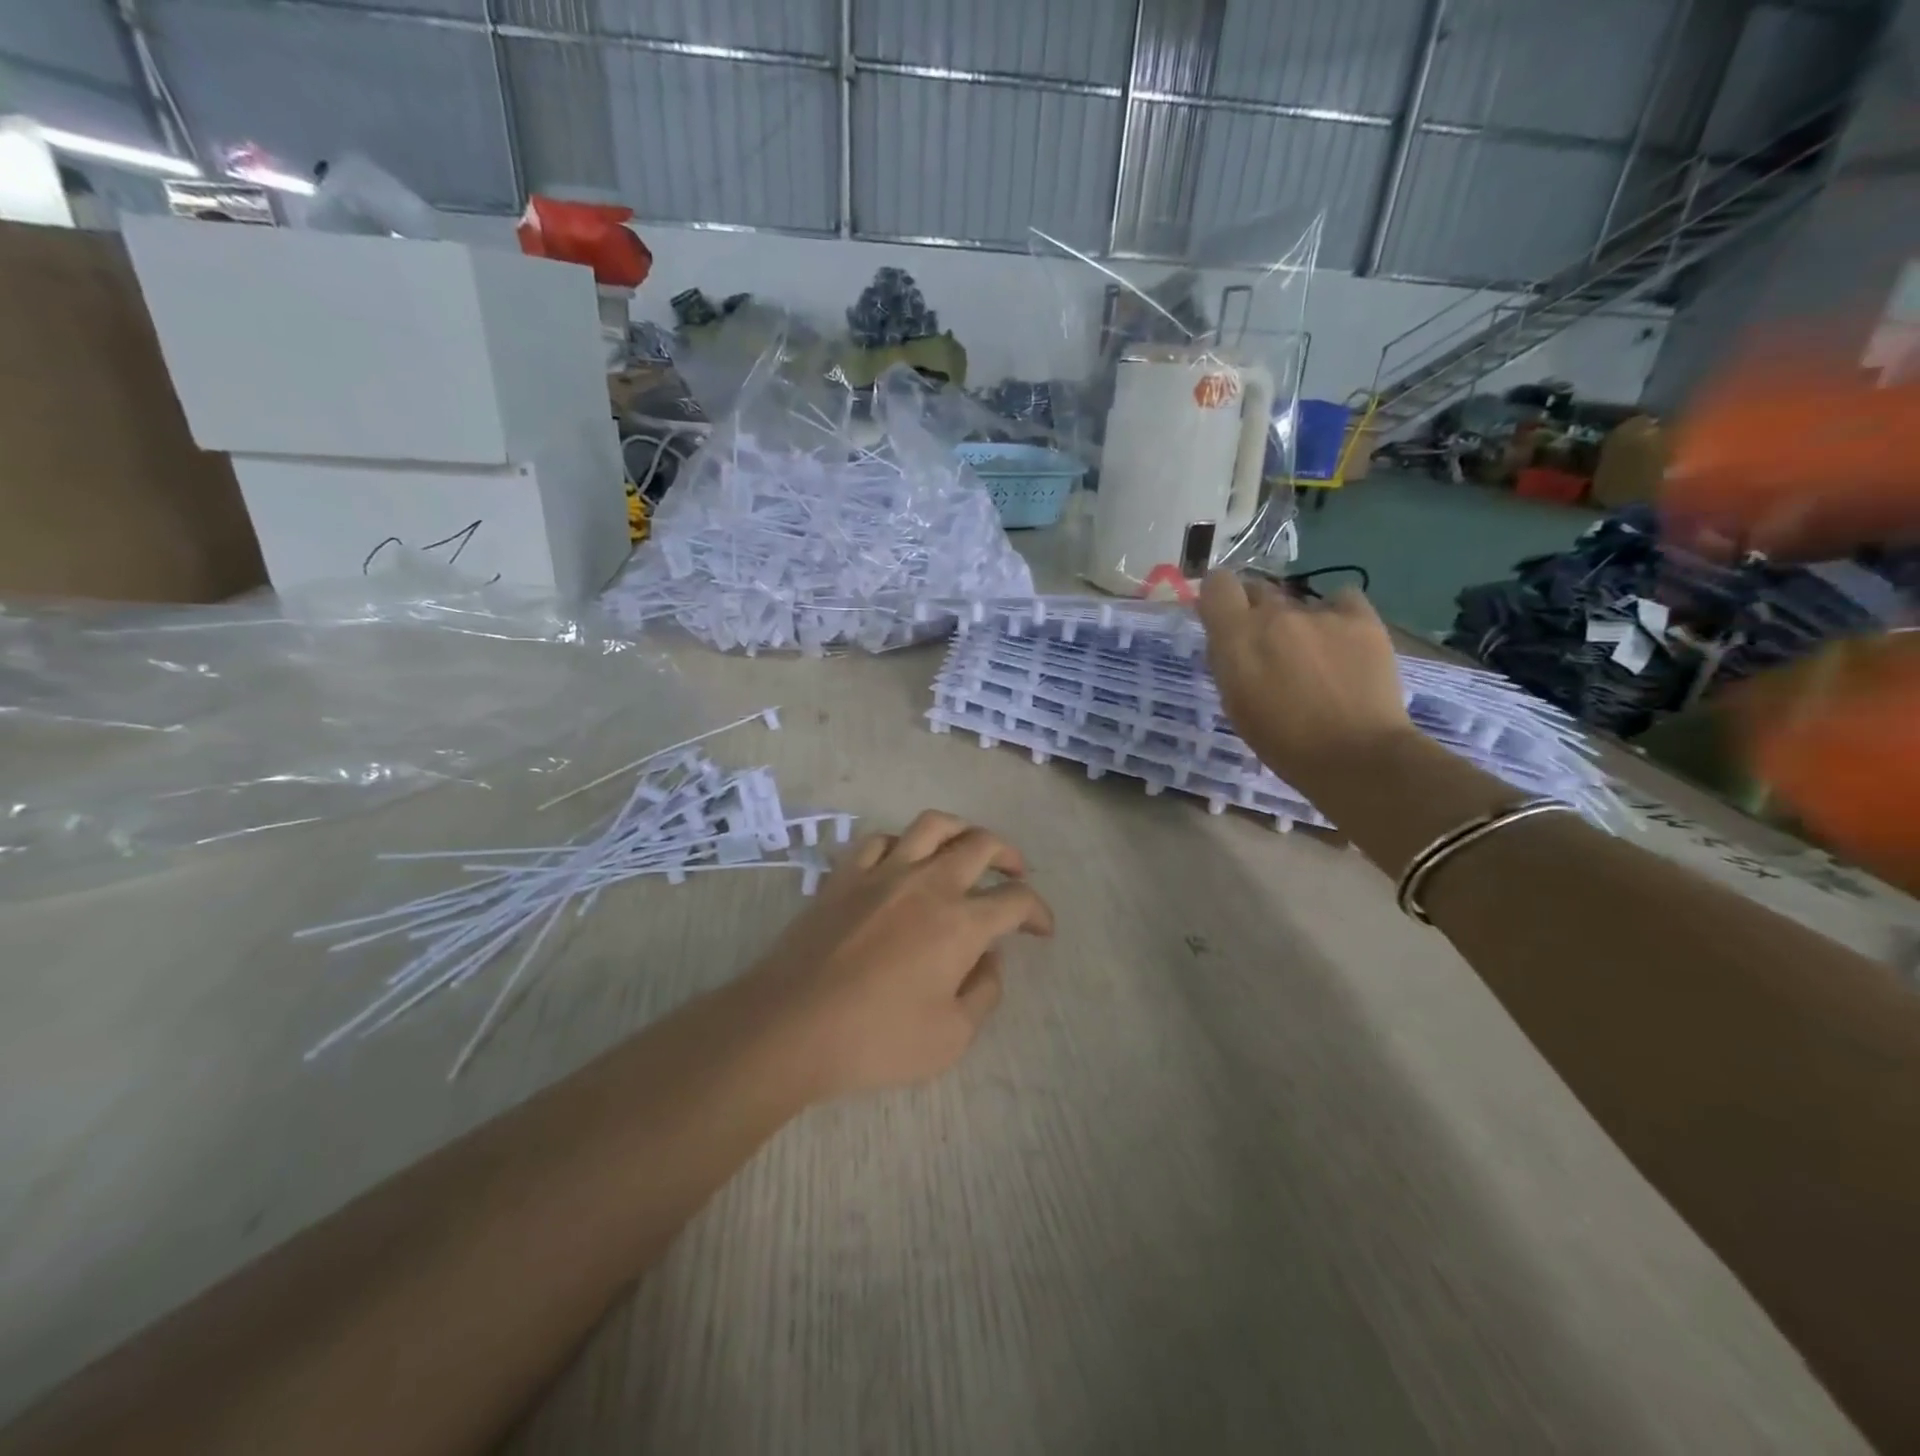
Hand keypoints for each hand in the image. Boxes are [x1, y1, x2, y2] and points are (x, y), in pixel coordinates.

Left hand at [742, 811, 1053, 1099]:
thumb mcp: (950, 1037)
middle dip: (1009, 855)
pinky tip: (904, 859)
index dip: (1037, 911)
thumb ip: (983, 992)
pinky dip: (901, 843)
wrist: (790, 1026)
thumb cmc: (875, 1040)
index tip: (1041, 929)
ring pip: (932, 825)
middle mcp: (928, 884)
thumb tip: (990, 958)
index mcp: (961, 923)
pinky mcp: (845, 876)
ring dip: (961, 829)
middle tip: (1016, 872)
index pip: (1015, 900)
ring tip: (968, 846)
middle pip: (981, 844)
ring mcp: (883, 873)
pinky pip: (879, 840)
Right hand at [1198, 570, 1412, 786]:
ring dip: (1298, 621)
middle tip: (1269, 644)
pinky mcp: (1361, 617)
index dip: (1219, 596)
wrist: (1354, 755)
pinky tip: (1344, 642)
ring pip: (1298, 602)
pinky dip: (1338, 615)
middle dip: (1257, 611)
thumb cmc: (1282, 742)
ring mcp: (1319, 613)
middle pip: (1258, 589)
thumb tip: (1230, 639)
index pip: (1217, 584)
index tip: (1224, 615)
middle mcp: (1274, 614)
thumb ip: (1229, 661)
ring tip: (1315, 656)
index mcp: (1236, 637)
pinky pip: (1341, 600)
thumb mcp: (1235, 703)